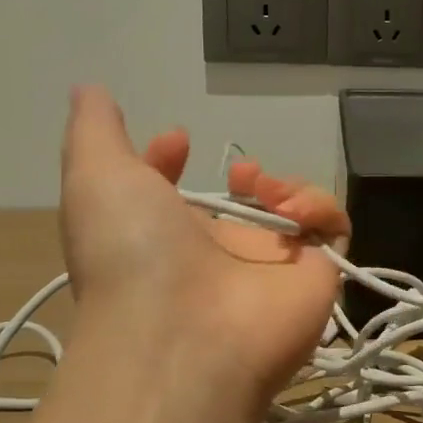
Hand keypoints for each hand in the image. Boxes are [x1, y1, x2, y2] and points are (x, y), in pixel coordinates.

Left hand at [58, 86, 348, 410]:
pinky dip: (321, 208)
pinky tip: (295, 212)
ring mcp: (273, 268)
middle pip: (246, 205)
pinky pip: (333, 230)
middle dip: (250, 177)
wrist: (182, 334)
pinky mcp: (318, 276)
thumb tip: (88, 88)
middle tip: (242, 174)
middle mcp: (222, 255)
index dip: (173, 165)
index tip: (176, 138)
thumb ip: (95, 130)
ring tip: (266, 190)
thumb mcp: (96, 178)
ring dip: (288, 187)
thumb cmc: (133, 252)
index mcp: (167, 238)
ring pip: (298, 213)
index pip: (177, 198)